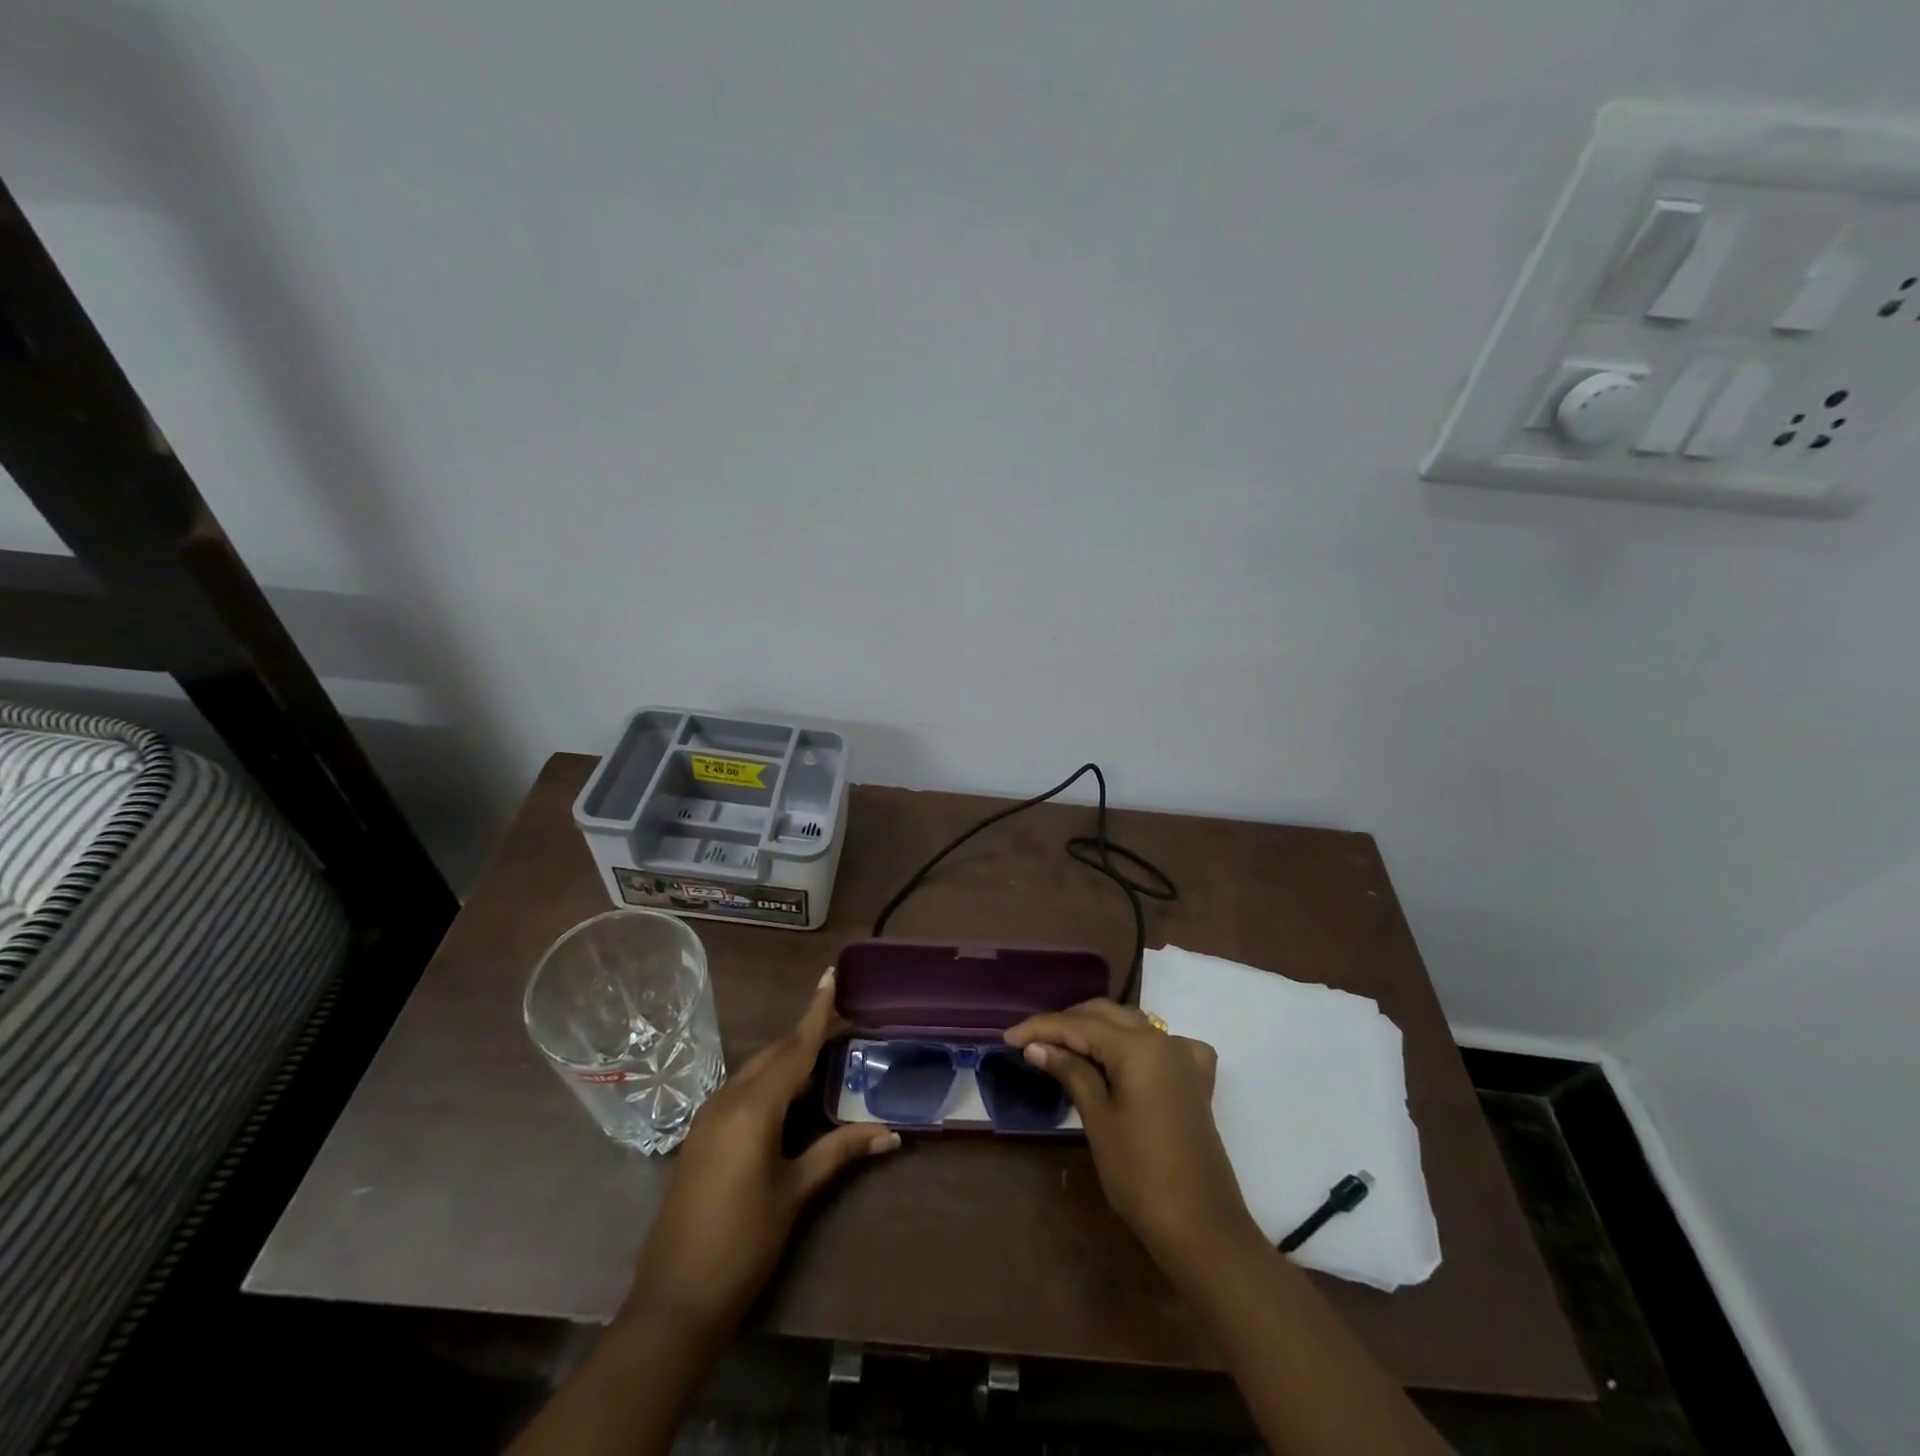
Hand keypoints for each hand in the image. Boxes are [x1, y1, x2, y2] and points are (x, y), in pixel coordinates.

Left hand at [623, 970, 898, 1341]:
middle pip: (775, 1053)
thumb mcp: (795, 1192)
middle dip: (807, 1035)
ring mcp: (709, 1116)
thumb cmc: (743, 1243)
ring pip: (756, 1070)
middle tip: (844, 1024)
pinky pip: (741, 1090)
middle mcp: (728, 1099)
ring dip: (788, 1058)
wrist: (674, 1301)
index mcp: (754, 1106)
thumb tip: (890, 1132)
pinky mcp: (701, 1135)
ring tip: (824, 1054)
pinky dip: (769, 1081)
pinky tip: (788, 1095)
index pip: (795, 1047)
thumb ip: (840, 1152)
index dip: (817, 1011)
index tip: (831, 975)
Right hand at [1004, 998, 1260, 1277]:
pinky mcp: (1194, 1081)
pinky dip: (1136, 1043)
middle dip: (1067, 1023)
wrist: (1201, 1227)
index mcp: (1138, 1046)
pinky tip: (1125, 1057)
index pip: (1079, 1024)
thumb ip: (1070, 1072)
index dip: (1041, 1028)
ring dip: (1097, 1030)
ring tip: (1064, 1047)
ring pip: (1132, 1025)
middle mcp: (1163, 1040)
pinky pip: (1161, 1045)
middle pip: (1106, 1015)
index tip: (1008, 1038)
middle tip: (1032, 1043)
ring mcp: (1184, 1059)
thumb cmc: (1141, 1174)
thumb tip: (1037, 1046)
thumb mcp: (1098, 1119)